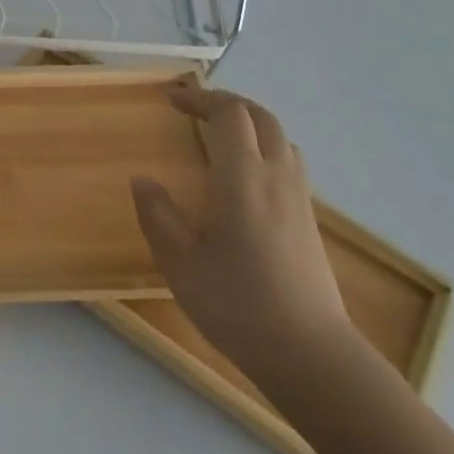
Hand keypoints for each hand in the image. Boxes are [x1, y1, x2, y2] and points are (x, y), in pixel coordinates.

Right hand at [131, 78, 349, 385]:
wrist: (310, 354)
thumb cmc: (237, 304)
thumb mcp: (179, 262)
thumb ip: (158, 215)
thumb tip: (143, 180)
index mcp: (243, 178)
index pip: (229, 115)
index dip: (200, 99)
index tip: (171, 101)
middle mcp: (277, 178)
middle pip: (261, 117)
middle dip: (227, 103)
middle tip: (194, 108)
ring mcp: (298, 199)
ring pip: (281, 138)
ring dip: (249, 124)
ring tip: (218, 136)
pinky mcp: (309, 221)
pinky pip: (289, 163)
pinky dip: (264, 148)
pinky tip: (244, 178)